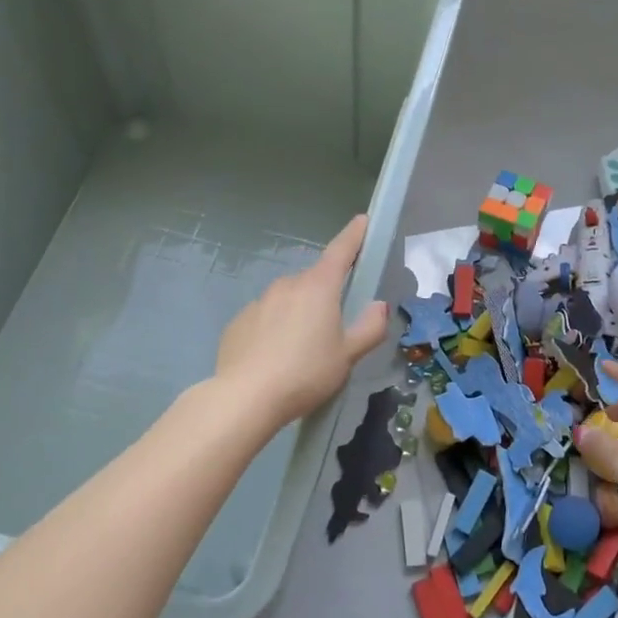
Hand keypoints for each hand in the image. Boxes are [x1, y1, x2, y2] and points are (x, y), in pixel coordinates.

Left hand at [215, 214, 389, 423]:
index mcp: (319, 287)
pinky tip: (274, 358)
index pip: (340, 251)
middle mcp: (287, 285)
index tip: (362, 220)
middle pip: (314, 281)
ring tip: (301, 351)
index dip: (354, 235)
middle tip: (333, 329)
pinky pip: (265, 318)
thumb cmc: (306, 373)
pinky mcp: (238, 322)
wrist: (246, 398)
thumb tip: (378, 306)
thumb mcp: (348, 356)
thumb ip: (369, 328)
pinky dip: (273, 329)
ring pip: (287, 300)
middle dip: (325, 296)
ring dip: (298, 314)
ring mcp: (259, 302)